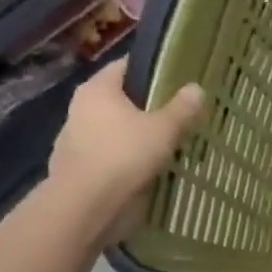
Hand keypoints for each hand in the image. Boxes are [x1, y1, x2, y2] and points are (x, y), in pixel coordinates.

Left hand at [48, 60, 206, 223]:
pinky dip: (127, 157)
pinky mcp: (77, 166)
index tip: (177, 77)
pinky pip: (110, 154)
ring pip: (115, 128)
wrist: (85, 205)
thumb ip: (182, 108)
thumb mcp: (164, 129)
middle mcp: (81, 108)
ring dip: (137, 134)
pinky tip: (148, 167)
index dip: (152, 69)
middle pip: (121, 98)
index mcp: (98, 89)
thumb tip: (196, 88)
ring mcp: (75, 138)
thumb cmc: (124, 154)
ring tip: (168, 142)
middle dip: (148, 105)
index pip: (126, 66)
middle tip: (179, 112)